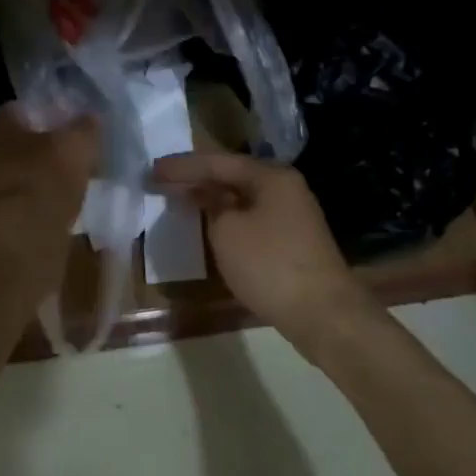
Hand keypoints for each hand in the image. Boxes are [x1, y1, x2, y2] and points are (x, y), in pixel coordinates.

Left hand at [0, 107, 97, 231]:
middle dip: (42, 149)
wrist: (18, 240)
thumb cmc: (44, 178)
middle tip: (72, 157)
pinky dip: (35, 204)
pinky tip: (56, 209)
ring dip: (38, 178)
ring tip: (69, 185)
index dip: (50, 116)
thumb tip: (90, 119)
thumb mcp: (77, 145)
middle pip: (17, 144)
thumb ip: (85, 127)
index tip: (71, 128)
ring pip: (17, 174)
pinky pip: (19, 202)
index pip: (22, 110)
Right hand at [151, 152, 369, 335]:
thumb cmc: (269, 264)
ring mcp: (294, 216)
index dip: (183, 166)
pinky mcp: (294, 241)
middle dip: (198, 179)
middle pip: (234, 176)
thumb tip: (207, 194)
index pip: (219, 162)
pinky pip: (253, 219)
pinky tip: (212, 227)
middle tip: (163, 182)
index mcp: (272, 177)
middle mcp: (286, 189)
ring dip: (213, 200)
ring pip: (244, 199)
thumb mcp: (227, 232)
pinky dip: (229, 219)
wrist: (322, 312)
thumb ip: (211, 205)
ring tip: (181, 200)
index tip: (153, 169)